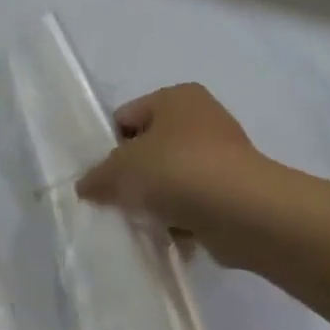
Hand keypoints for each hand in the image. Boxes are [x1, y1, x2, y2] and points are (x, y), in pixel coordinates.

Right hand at [75, 83, 264, 247]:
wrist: (243, 212)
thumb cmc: (176, 171)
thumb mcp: (120, 169)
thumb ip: (97, 176)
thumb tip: (86, 186)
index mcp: (176, 97)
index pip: (127, 117)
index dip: (109, 146)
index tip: (101, 175)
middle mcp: (202, 118)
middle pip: (149, 148)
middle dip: (132, 175)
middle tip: (117, 198)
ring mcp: (223, 154)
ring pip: (170, 177)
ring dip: (156, 199)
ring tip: (143, 219)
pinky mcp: (235, 190)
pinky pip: (194, 201)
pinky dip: (180, 216)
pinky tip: (168, 232)